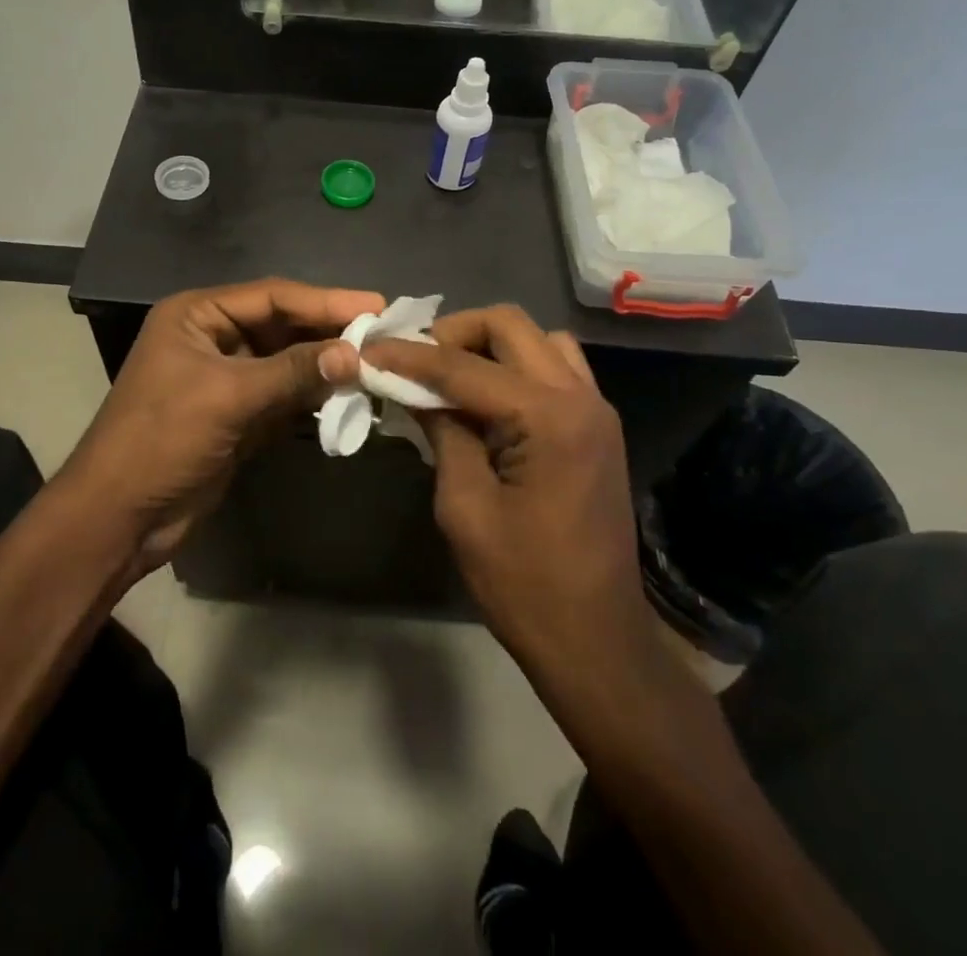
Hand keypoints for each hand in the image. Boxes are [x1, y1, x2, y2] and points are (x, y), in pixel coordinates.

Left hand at [65, 279, 383, 569]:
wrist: (119, 518)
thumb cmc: (162, 440)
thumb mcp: (228, 397)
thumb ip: (293, 371)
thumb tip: (356, 354)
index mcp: (197, 315)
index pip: (272, 296)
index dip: (325, 301)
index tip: (376, 306)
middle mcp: (212, 337)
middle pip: (282, 325)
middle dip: (329, 331)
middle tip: (384, 334)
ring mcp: (226, 377)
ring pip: (287, 360)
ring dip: (325, 364)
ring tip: (376, 363)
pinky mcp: (238, 414)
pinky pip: (284, 394)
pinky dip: (313, 395)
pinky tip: (349, 394)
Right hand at [361, 305, 662, 686]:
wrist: (597, 639)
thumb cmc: (524, 583)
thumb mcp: (465, 506)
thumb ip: (442, 432)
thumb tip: (412, 388)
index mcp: (548, 418)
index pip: (464, 366)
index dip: (409, 356)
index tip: (368, 350)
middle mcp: (580, 397)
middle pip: (510, 325)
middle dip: (454, 333)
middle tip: (414, 363)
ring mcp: (596, 409)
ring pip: (539, 339)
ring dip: (490, 345)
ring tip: (451, 377)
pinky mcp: (598, 426)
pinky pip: (557, 368)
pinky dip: (518, 367)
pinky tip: (489, 400)